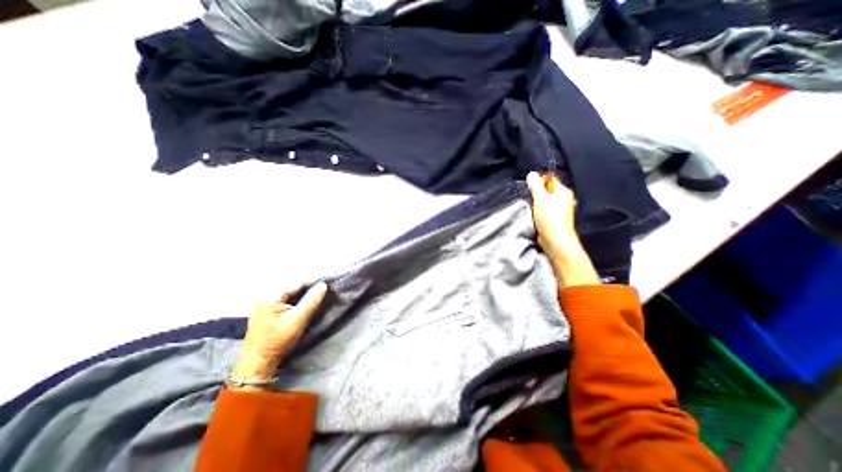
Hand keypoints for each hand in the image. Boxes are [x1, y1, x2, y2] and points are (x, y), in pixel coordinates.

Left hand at [229, 278, 327, 388]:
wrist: (257, 363)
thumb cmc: (277, 342)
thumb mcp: (297, 321)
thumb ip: (311, 301)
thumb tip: (323, 285)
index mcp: (270, 295)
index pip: (297, 282)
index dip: (314, 280)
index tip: (328, 279)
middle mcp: (266, 294)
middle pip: (293, 284)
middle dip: (310, 284)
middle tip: (326, 285)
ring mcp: (266, 300)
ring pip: (291, 289)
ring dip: (305, 289)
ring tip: (320, 290)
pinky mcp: (268, 307)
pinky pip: (287, 296)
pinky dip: (299, 295)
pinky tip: (308, 298)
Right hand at [525, 172, 597, 284]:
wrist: (555, 240)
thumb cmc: (549, 218)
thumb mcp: (540, 199)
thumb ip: (535, 186)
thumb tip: (531, 174)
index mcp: (563, 191)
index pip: (550, 179)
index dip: (539, 181)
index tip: (529, 187)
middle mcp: (564, 198)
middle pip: (547, 189)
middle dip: (536, 192)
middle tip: (528, 196)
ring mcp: (560, 208)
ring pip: (545, 200)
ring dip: (537, 202)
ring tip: (530, 205)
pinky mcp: (555, 217)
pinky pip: (545, 209)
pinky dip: (539, 210)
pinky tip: (533, 213)